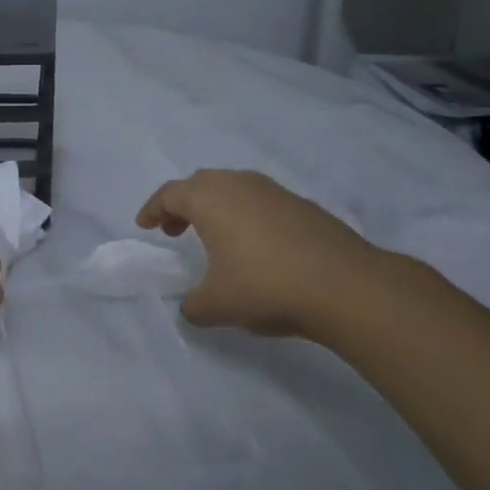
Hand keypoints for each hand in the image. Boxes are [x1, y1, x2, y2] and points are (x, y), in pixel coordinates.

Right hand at [136, 169, 381, 337]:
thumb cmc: (265, 286)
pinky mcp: (302, 205)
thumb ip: (193, 305)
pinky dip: (246, 215)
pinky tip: (255, 246)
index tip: (145, 225)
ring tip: (215, 237)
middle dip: (183, 204)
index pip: (170, 193)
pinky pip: (260, 201)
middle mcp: (239, 184)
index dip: (153, 208)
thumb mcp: (216, 305)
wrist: (344, 285)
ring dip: (216, 208)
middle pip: (201, 183)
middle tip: (175, 229)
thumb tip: (191, 306)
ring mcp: (274, 191)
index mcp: (210, 198)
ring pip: (234, 188)